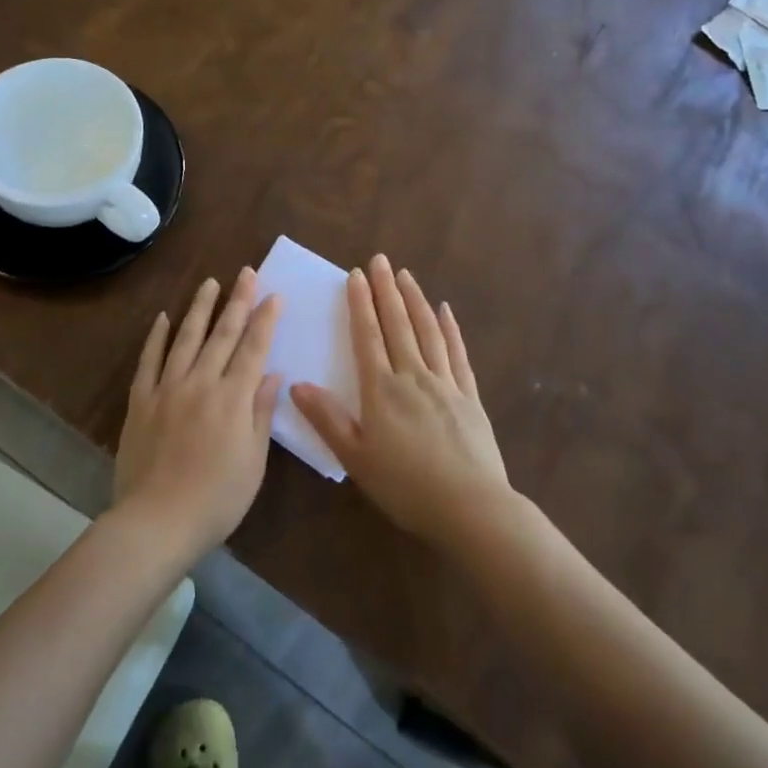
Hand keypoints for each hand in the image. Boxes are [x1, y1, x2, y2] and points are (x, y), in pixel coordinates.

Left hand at [114, 269, 281, 562]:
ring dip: (200, 308)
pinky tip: (162, 318)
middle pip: (222, 334)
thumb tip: (272, 374)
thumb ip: (261, 413)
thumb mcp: (253, 462)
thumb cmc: (216, 499)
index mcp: (233, 399)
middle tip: (246, 273)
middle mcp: (201, 383)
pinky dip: (156, 337)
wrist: (156, 521)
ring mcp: (167, 389)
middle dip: (237, 301)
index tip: (273, 294)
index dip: (265, 320)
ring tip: (209, 283)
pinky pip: (149, 361)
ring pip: (186, 338)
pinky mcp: (141, 401)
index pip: (253, 349)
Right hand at [291, 255, 512, 547]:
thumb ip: (327, 419)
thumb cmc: (406, 486)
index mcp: (382, 390)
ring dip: (416, 300)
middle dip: (387, 290)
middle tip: (381, 259)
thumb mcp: (356, 458)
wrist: (471, 507)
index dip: (360, 304)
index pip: (368, 336)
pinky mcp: (469, 397)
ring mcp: (445, 383)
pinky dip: (450, 329)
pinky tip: (446, 311)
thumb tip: (297, 385)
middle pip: (398, 324)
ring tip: (407, 275)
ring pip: (428, 332)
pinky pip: (458, 354)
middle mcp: (413, 376)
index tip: (355, 275)